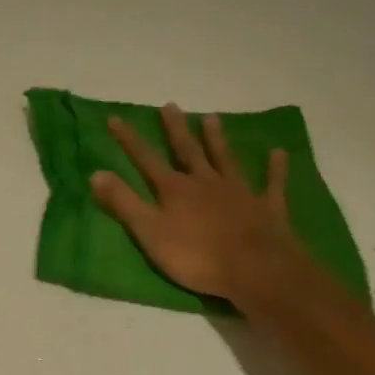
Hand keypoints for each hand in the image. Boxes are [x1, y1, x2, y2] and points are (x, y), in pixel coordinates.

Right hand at [91, 105, 304, 302]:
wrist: (254, 269)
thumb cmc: (196, 257)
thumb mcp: (150, 233)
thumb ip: (124, 204)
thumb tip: (96, 173)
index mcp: (175, 190)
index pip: (146, 160)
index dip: (129, 140)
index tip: (115, 118)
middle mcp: (206, 182)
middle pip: (188, 151)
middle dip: (176, 129)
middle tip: (170, 105)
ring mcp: (239, 192)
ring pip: (225, 159)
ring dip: (217, 139)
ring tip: (211, 117)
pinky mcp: (266, 207)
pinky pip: (271, 183)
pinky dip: (274, 168)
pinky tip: (278, 152)